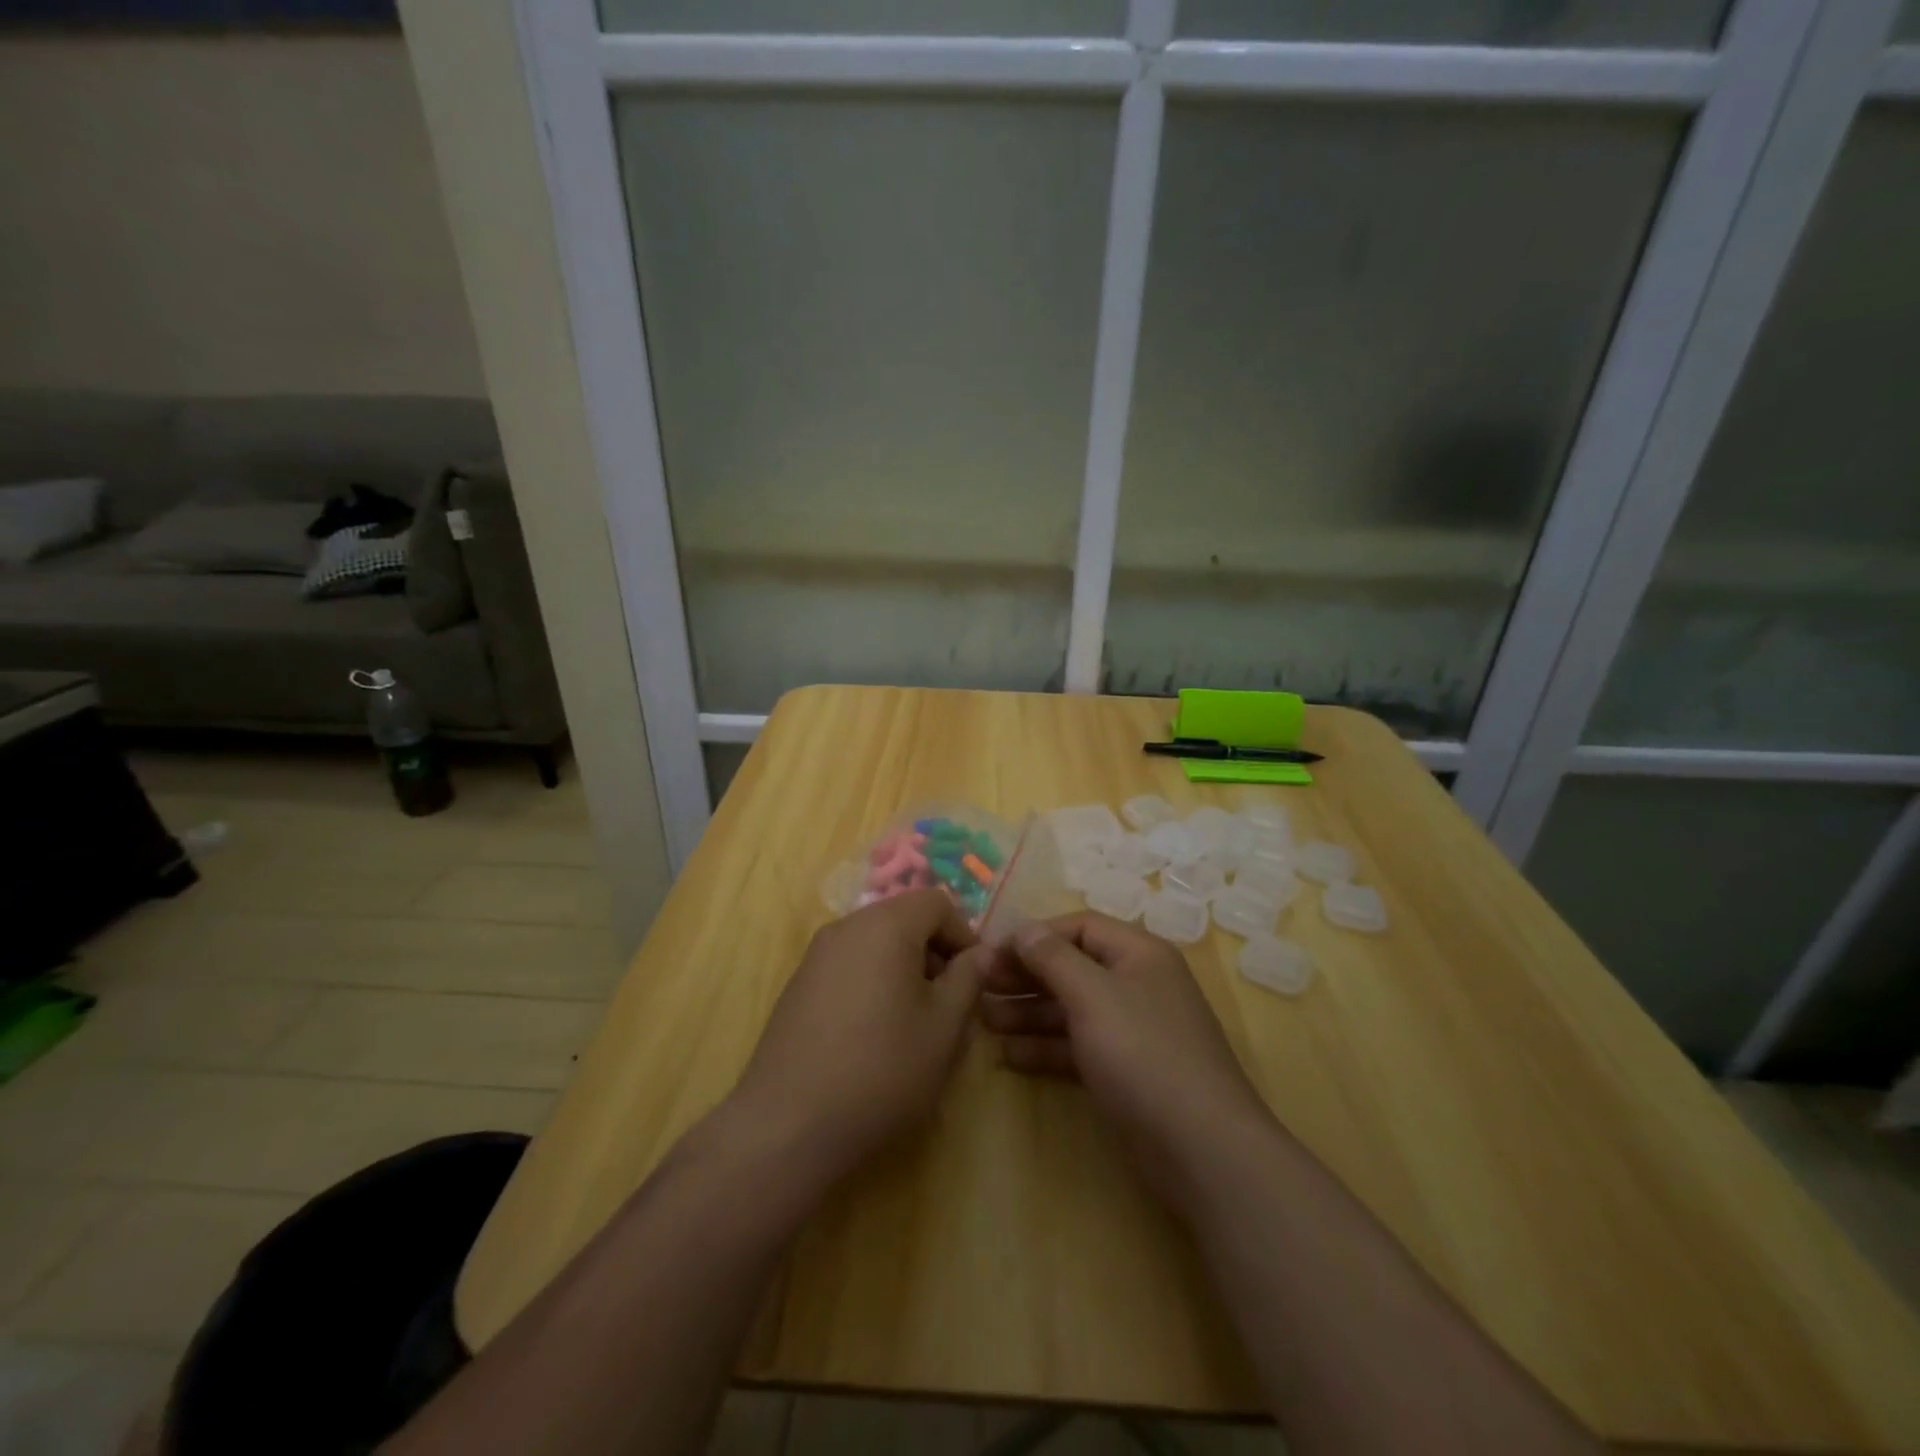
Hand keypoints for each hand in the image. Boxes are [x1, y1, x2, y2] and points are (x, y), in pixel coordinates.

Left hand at [729, 889, 989, 1186]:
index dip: (964, 934)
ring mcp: (816, 956)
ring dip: (905, 971)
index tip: (974, 979)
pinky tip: (875, 1038)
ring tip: (916, 1026)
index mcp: (885, 925)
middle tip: (950, 1005)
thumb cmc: (882, 1070)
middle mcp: (846, 927)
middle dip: (935, 954)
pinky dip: (873, 985)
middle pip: (904, 920)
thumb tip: (980, 953)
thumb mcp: (944, 1028)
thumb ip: (968, 979)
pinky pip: (850, 967)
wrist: (788, 1126)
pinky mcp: (798, 986)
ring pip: (876, 945)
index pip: (936, 902)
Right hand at [981, 912, 1272, 1205]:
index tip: (990, 952)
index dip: (1033, 935)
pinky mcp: (1124, 1072)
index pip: (1078, 927)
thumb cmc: (1144, 1054)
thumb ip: (1053, 959)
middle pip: (1071, 967)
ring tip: (983, 1019)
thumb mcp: (1093, 996)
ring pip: (1071, 1009)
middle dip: (1025, 975)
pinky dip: (1044, 1047)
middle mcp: (1136, 984)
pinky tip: (1007, 1055)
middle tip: (978, 985)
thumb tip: (1023, 929)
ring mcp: (1131, 1030)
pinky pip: (1076, 1046)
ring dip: (1027, 1011)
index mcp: (1138, 954)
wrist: (1202, 1150)